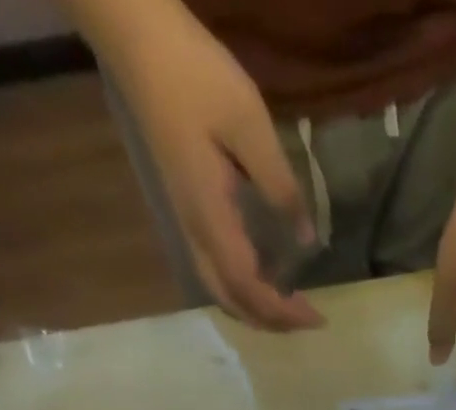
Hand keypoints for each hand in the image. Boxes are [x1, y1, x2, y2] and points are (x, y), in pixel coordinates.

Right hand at [106, 5, 322, 329]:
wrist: (137, 41)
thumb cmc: (195, 77)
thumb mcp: (249, 126)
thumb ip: (280, 186)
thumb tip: (307, 238)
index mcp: (211, 218)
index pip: (249, 288)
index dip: (283, 312)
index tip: (318, 317)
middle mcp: (196, 233)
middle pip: (233, 301)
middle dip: (272, 321)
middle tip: (309, 321)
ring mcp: (188, 223)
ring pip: (221, 291)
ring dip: (256, 311)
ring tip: (290, 312)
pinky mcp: (188, 211)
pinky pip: (216, 271)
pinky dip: (243, 291)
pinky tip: (264, 283)